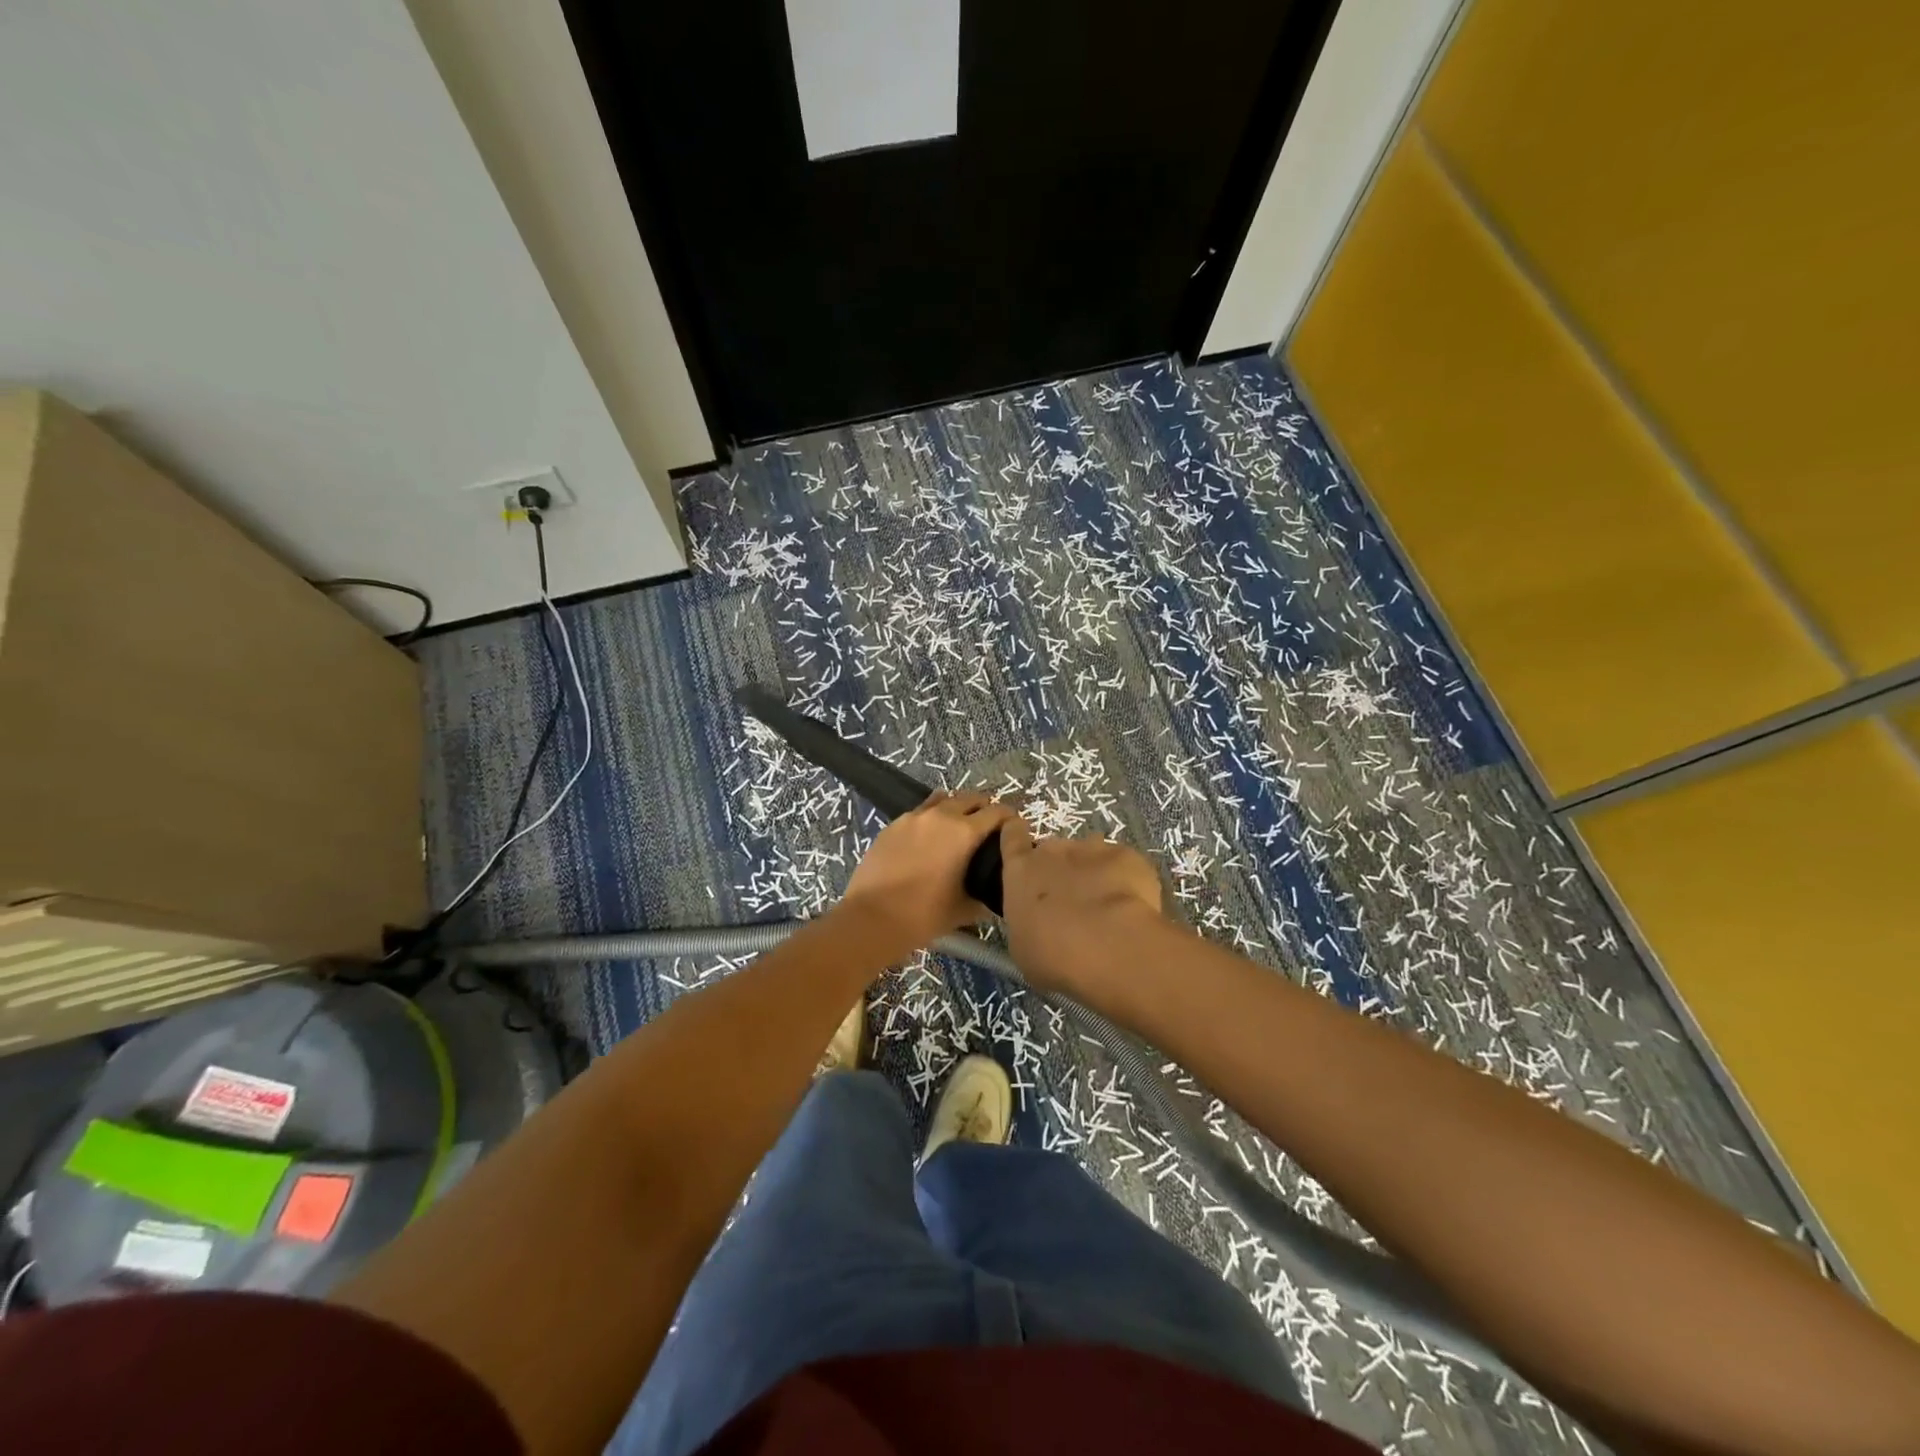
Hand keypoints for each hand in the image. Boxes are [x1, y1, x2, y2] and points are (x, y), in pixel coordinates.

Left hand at [841, 792, 1015, 947]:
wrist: (871, 918)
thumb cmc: (923, 916)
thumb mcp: (965, 909)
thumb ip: (986, 894)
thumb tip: (996, 891)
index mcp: (964, 832)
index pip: (998, 812)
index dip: (1010, 819)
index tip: (1014, 830)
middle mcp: (941, 816)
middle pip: (971, 798)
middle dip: (984, 809)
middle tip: (989, 830)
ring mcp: (913, 817)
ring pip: (943, 800)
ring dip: (957, 808)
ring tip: (958, 829)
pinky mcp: (893, 824)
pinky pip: (920, 812)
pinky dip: (932, 818)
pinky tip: (929, 840)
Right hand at [997, 817, 1163, 998]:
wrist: (1108, 947)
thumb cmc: (1052, 955)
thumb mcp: (1023, 947)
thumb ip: (1027, 922)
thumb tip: (1037, 923)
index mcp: (1021, 871)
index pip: (1012, 837)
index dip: (1016, 837)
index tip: (1022, 842)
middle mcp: (1053, 851)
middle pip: (1054, 850)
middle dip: (1062, 869)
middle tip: (1072, 902)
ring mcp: (1092, 848)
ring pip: (1091, 855)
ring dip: (1094, 873)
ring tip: (1107, 908)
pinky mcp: (1127, 856)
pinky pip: (1124, 866)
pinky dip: (1128, 882)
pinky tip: (1133, 910)